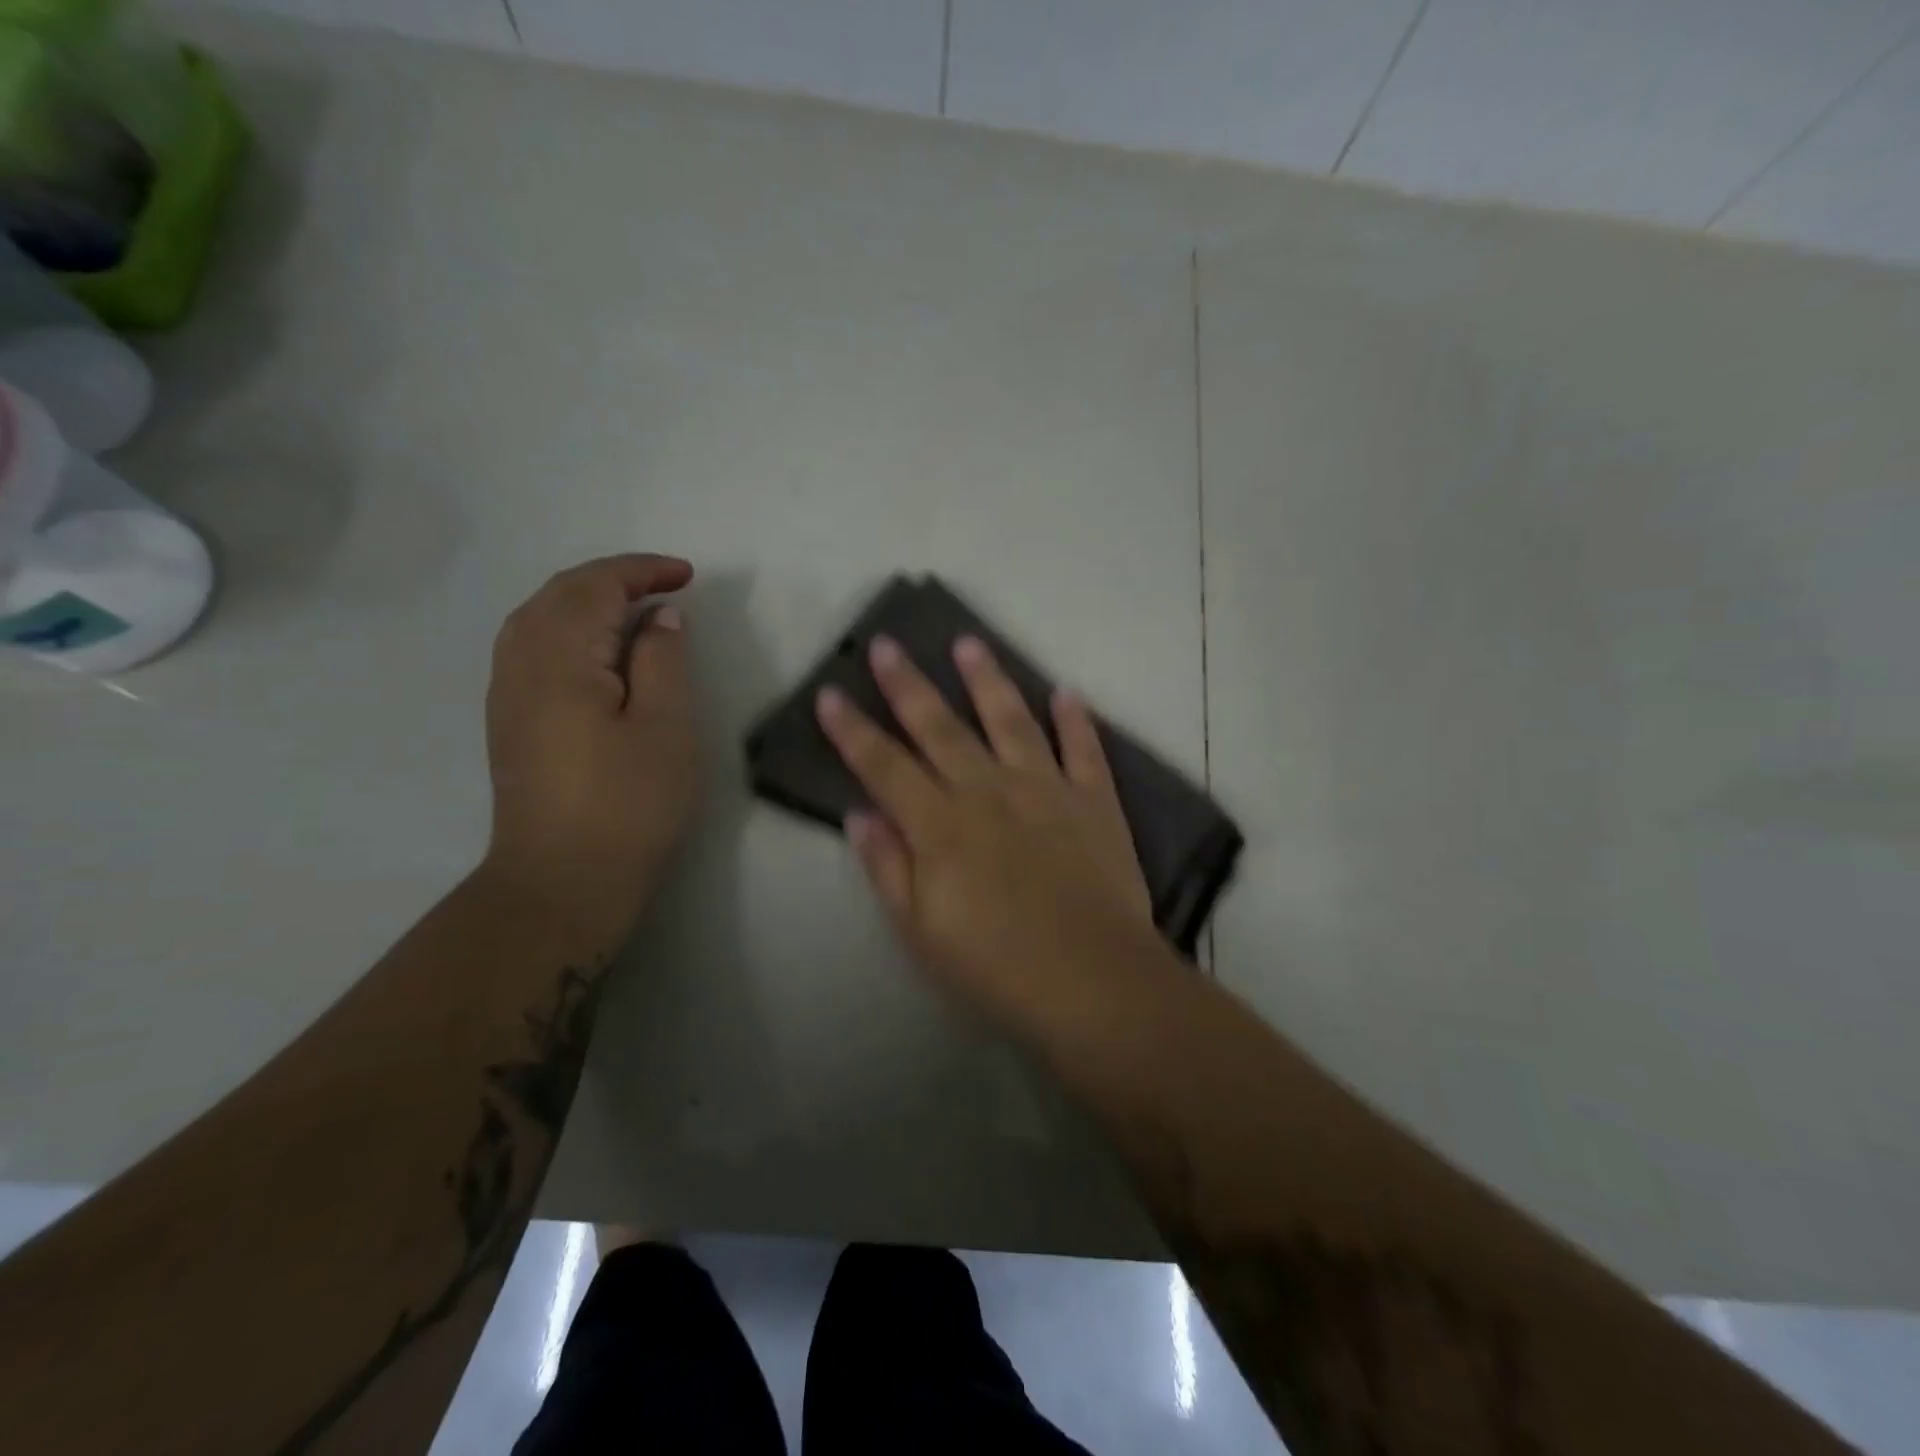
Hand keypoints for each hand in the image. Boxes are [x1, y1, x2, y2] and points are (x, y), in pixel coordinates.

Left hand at [481, 554, 699, 950]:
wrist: (561, 881)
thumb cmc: (627, 805)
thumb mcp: (665, 729)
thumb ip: (662, 662)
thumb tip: (659, 618)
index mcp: (559, 660)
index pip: (595, 587)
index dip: (641, 571)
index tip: (687, 576)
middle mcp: (520, 664)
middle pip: (558, 594)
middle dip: (613, 578)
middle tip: (665, 585)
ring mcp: (506, 693)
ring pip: (538, 617)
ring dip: (586, 599)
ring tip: (634, 609)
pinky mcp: (509, 720)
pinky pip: (531, 646)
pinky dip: (567, 627)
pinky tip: (597, 650)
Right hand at [816, 633, 1158, 1020]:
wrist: (1093, 980)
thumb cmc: (996, 966)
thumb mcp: (921, 930)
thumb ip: (889, 867)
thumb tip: (861, 814)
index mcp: (941, 825)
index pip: (884, 765)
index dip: (853, 730)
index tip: (831, 692)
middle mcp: (989, 791)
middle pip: (940, 728)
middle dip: (909, 685)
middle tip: (888, 644)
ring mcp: (1046, 790)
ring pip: (1011, 721)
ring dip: (988, 681)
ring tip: (969, 644)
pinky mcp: (1094, 801)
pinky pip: (1084, 750)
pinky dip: (1075, 720)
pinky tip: (1066, 693)